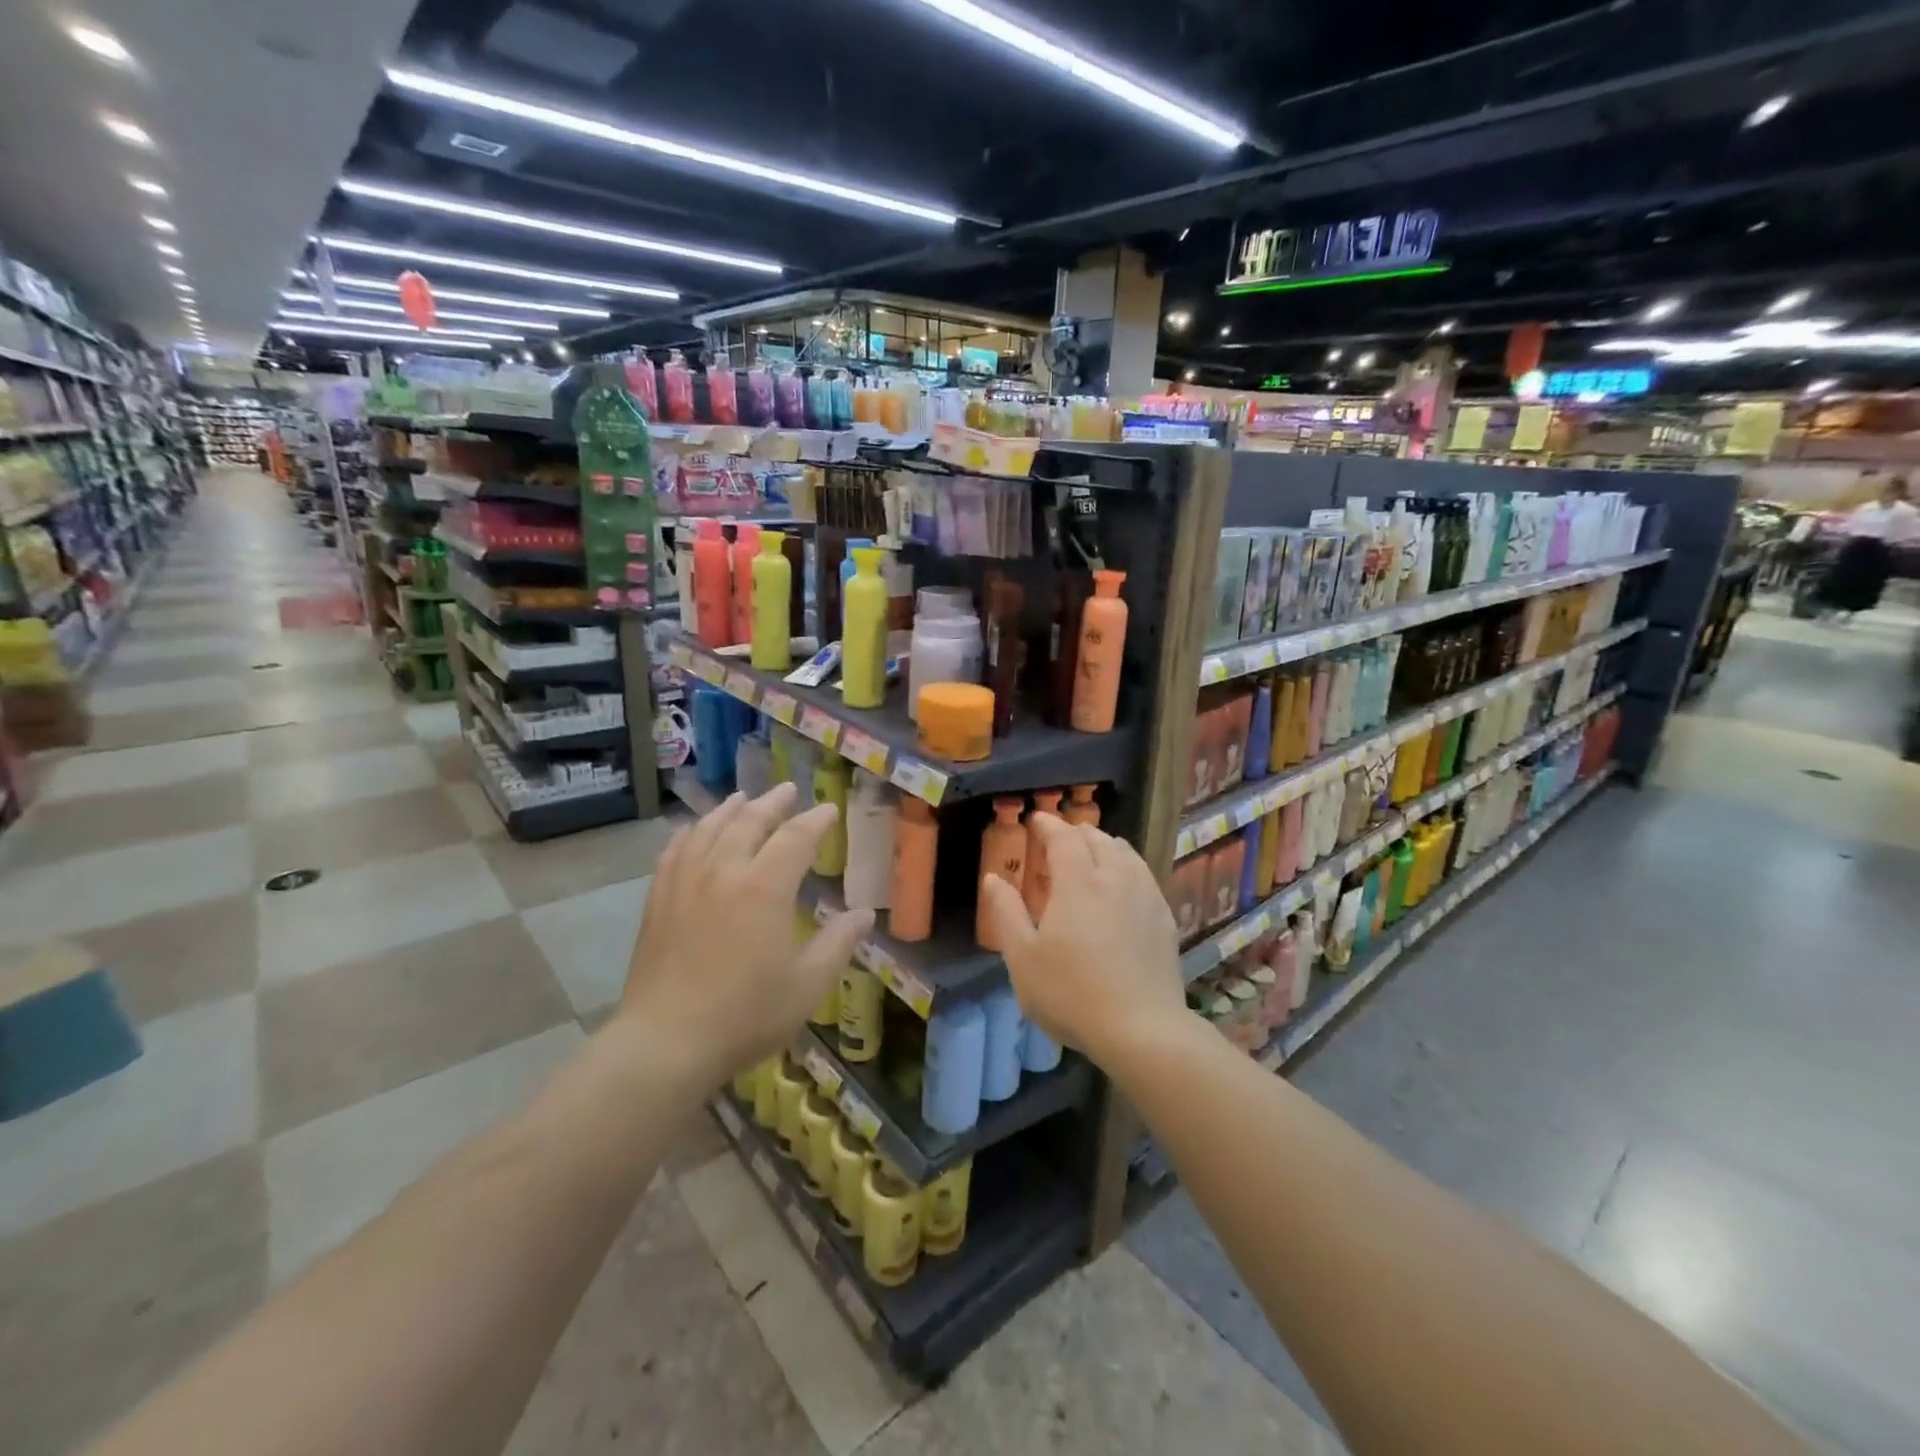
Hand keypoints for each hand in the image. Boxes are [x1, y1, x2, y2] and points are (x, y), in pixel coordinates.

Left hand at [620, 783, 872, 1085]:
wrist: (666, 1043)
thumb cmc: (746, 1015)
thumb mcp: (808, 985)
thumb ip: (839, 943)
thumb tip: (865, 913)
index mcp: (765, 887)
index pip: (795, 837)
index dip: (815, 820)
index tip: (829, 810)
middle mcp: (724, 872)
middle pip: (749, 821)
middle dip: (773, 803)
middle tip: (788, 791)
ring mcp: (685, 883)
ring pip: (709, 829)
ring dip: (730, 809)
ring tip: (742, 798)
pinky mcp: (658, 900)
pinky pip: (674, 851)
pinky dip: (689, 832)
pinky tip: (693, 830)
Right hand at [980, 814, 1185, 1064]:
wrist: (1142, 1030)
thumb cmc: (1072, 993)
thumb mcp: (1023, 958)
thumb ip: (1006, 912)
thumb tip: (993, 878)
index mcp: (1079, 881)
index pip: (1063, 837)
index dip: (1048, 825)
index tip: (1036, 820)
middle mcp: (1116, 878)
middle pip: (1098, 839)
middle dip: (1076, 833)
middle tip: (1058, 841)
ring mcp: (1146, 897)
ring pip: (1126, 853)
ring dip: (1104, 846)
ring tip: (1091, 856)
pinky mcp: (1165, 919)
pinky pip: (1144, 876)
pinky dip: (1126, 867)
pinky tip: (1122, 887)